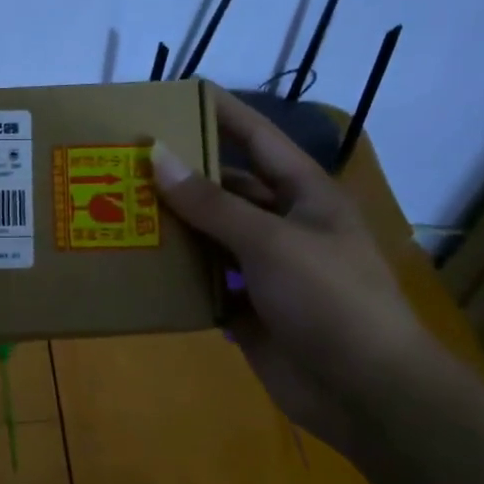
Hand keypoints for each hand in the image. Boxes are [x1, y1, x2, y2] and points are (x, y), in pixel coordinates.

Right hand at [151, 86, 442, 453]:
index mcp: (305, 197)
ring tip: (120, 213)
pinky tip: (139, 270)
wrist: (363, 389)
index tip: (180, 94)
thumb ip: (211, 203)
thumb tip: (158, 157)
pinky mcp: (249, 310)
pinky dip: (177, 280)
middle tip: (128, 164)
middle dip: (184, 179)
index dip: (224, 114)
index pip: (260, 140)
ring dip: (173, 231)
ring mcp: (266, 271)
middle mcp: (284, 227)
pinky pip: (205, 285)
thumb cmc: (329, 299)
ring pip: (211, 240)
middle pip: (228, 191)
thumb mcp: (269, 241)